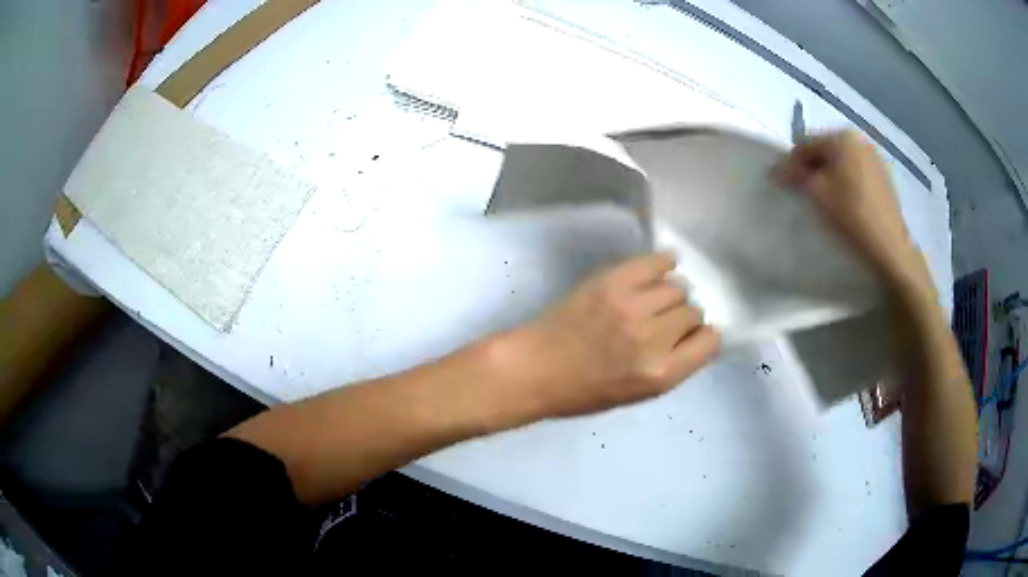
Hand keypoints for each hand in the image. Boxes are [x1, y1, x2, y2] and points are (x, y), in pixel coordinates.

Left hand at [490, 253, 719, 423]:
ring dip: (671, 294)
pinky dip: (664, 263)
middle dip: (683, 318)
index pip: (710, 342)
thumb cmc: (583, 391)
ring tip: (653, 300)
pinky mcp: (614, 281)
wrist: (535, 368)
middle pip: (693, 312)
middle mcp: (653, 338)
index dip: (703, 337)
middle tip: (662, 322)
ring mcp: (633, 305)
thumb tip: (695, 336)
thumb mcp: (637, 394)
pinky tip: (660, 269)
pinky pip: (657, 261)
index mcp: (661, 374)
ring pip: (677, 287)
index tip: (692, 336)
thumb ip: (672, 366)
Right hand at [775, 131, 933, 294]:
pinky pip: (856, 172)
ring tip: (825, 200)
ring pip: (842, 162)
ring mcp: (874, 158)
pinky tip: (846, 203)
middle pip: (825, 150)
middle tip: (804, 193)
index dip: (792, 163)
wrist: (890, 247)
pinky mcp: (883, 177)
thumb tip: (775, 170)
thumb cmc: (852, 215)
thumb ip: (795, 175)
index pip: (806, 144)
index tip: (784, 184)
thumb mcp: (817, 193)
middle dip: (812, 168)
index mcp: (842, 137)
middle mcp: (859, 140)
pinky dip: (846, 182)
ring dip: (830, 176)